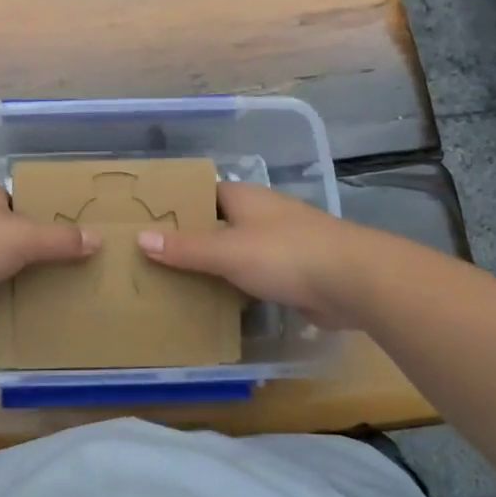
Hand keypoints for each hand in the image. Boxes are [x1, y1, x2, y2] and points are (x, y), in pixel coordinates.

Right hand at [138, 182, 358, 327]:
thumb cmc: (285, 254)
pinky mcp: (294, 272)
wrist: (354, 281)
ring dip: (214, 266)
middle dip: (191, 240)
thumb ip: (185, 248)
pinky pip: (254, 276)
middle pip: (218, 224)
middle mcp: (261, 215)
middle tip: (152, 258)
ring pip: (236, 252)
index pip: (203, 194)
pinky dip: (236, 286)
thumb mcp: (227, 251)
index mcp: (245, 198)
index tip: (147, 222)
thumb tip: (140, 238)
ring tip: (174, 282)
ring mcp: (281, 243)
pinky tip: (215, 302)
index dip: (177, 205)